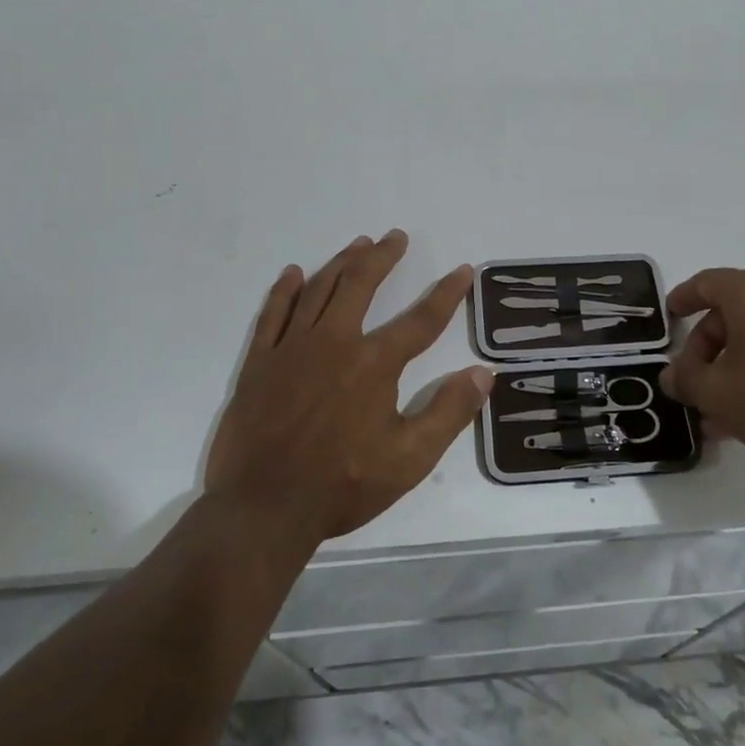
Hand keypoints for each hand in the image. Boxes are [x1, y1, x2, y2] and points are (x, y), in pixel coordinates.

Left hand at [205, 231, 491, 545]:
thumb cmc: (343, 486)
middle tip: (395, 237)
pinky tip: (294, 273)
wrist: (263, 509)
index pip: (421, 320)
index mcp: (374, 363)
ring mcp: (292, 348)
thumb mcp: (410, 459)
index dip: (446, 293)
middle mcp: (335, 342)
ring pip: (319, 290)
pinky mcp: (260, 362)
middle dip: (383, 257)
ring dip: (342, 263)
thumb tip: (485, 373)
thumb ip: (449, 412)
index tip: (462, 270)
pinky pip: (273, 314)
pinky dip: (284, 290)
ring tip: (359, 244)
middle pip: (361, 285)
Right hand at [660, 267, 744, 485]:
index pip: (705, 283)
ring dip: (730, 371)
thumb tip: (672, 376)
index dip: (682, 299)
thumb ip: (687, 381)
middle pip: (729, 315)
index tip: (668, 318)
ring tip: (716, 415)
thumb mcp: (719, 394)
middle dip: (704, 351)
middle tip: (691, 385)